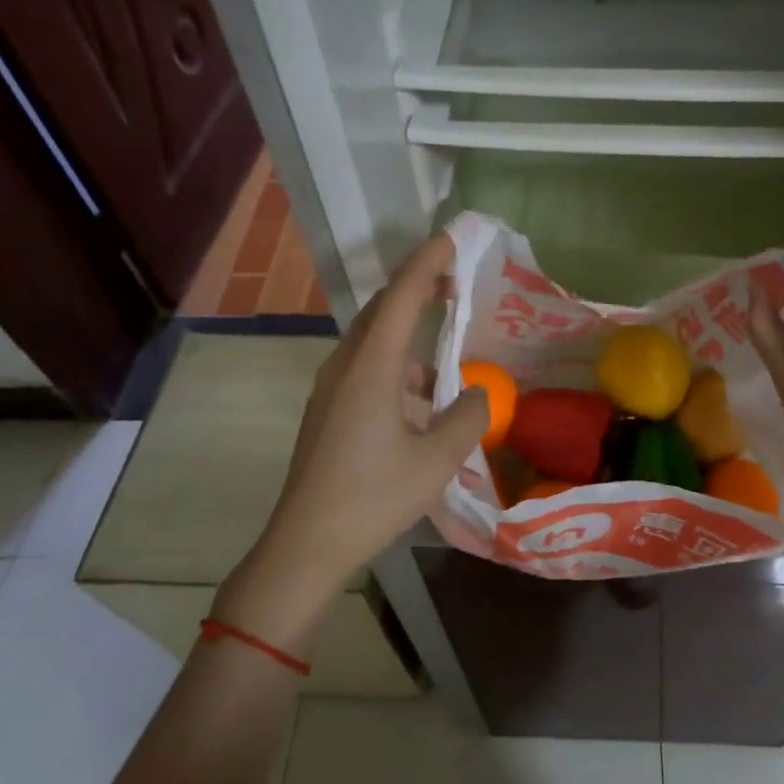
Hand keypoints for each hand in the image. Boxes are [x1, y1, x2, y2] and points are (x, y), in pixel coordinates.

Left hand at [211, 234, 487, 644]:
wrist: (306, 544)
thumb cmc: (374, 496)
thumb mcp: (438, 458)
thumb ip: (468, 416)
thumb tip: (478, 393)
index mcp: (371, 366)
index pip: (403, 296)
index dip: (428, 263)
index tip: (452, 238)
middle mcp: (346, 366)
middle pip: (383, 310)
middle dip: (419, 288)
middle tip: (456, 281)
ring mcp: (331, 389)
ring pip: (373, 340)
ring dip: (409, 331)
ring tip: (447, 345)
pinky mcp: (328, 410)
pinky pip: (366, 367)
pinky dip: (397, 363)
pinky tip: (421, 396)